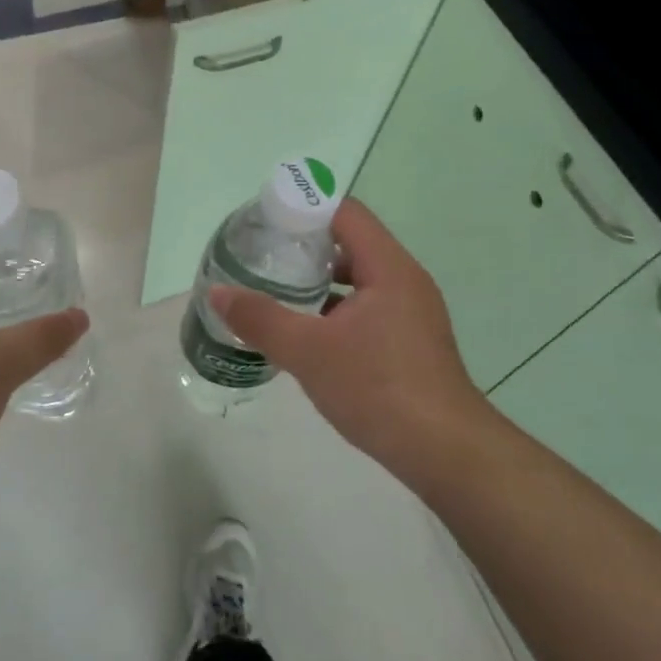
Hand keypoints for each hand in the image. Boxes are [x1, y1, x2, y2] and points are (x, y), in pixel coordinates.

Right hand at [209, 199, 493, 495]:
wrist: (444, 451)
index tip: (265, 222)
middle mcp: (404, 281)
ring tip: (276, 292)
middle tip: (263, 257)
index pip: (345, 213)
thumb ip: (259, 318)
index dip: (304, 208)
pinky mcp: (410, 342)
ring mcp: (411, 313)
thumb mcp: (307, 351)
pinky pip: (367, 309)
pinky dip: (335, 310)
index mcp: (388, 268)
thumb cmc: (377, 388)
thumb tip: (216, 292)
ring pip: (359, 280)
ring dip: (319, 282)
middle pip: (351, 243)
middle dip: (305, 247)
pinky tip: (306, 333)